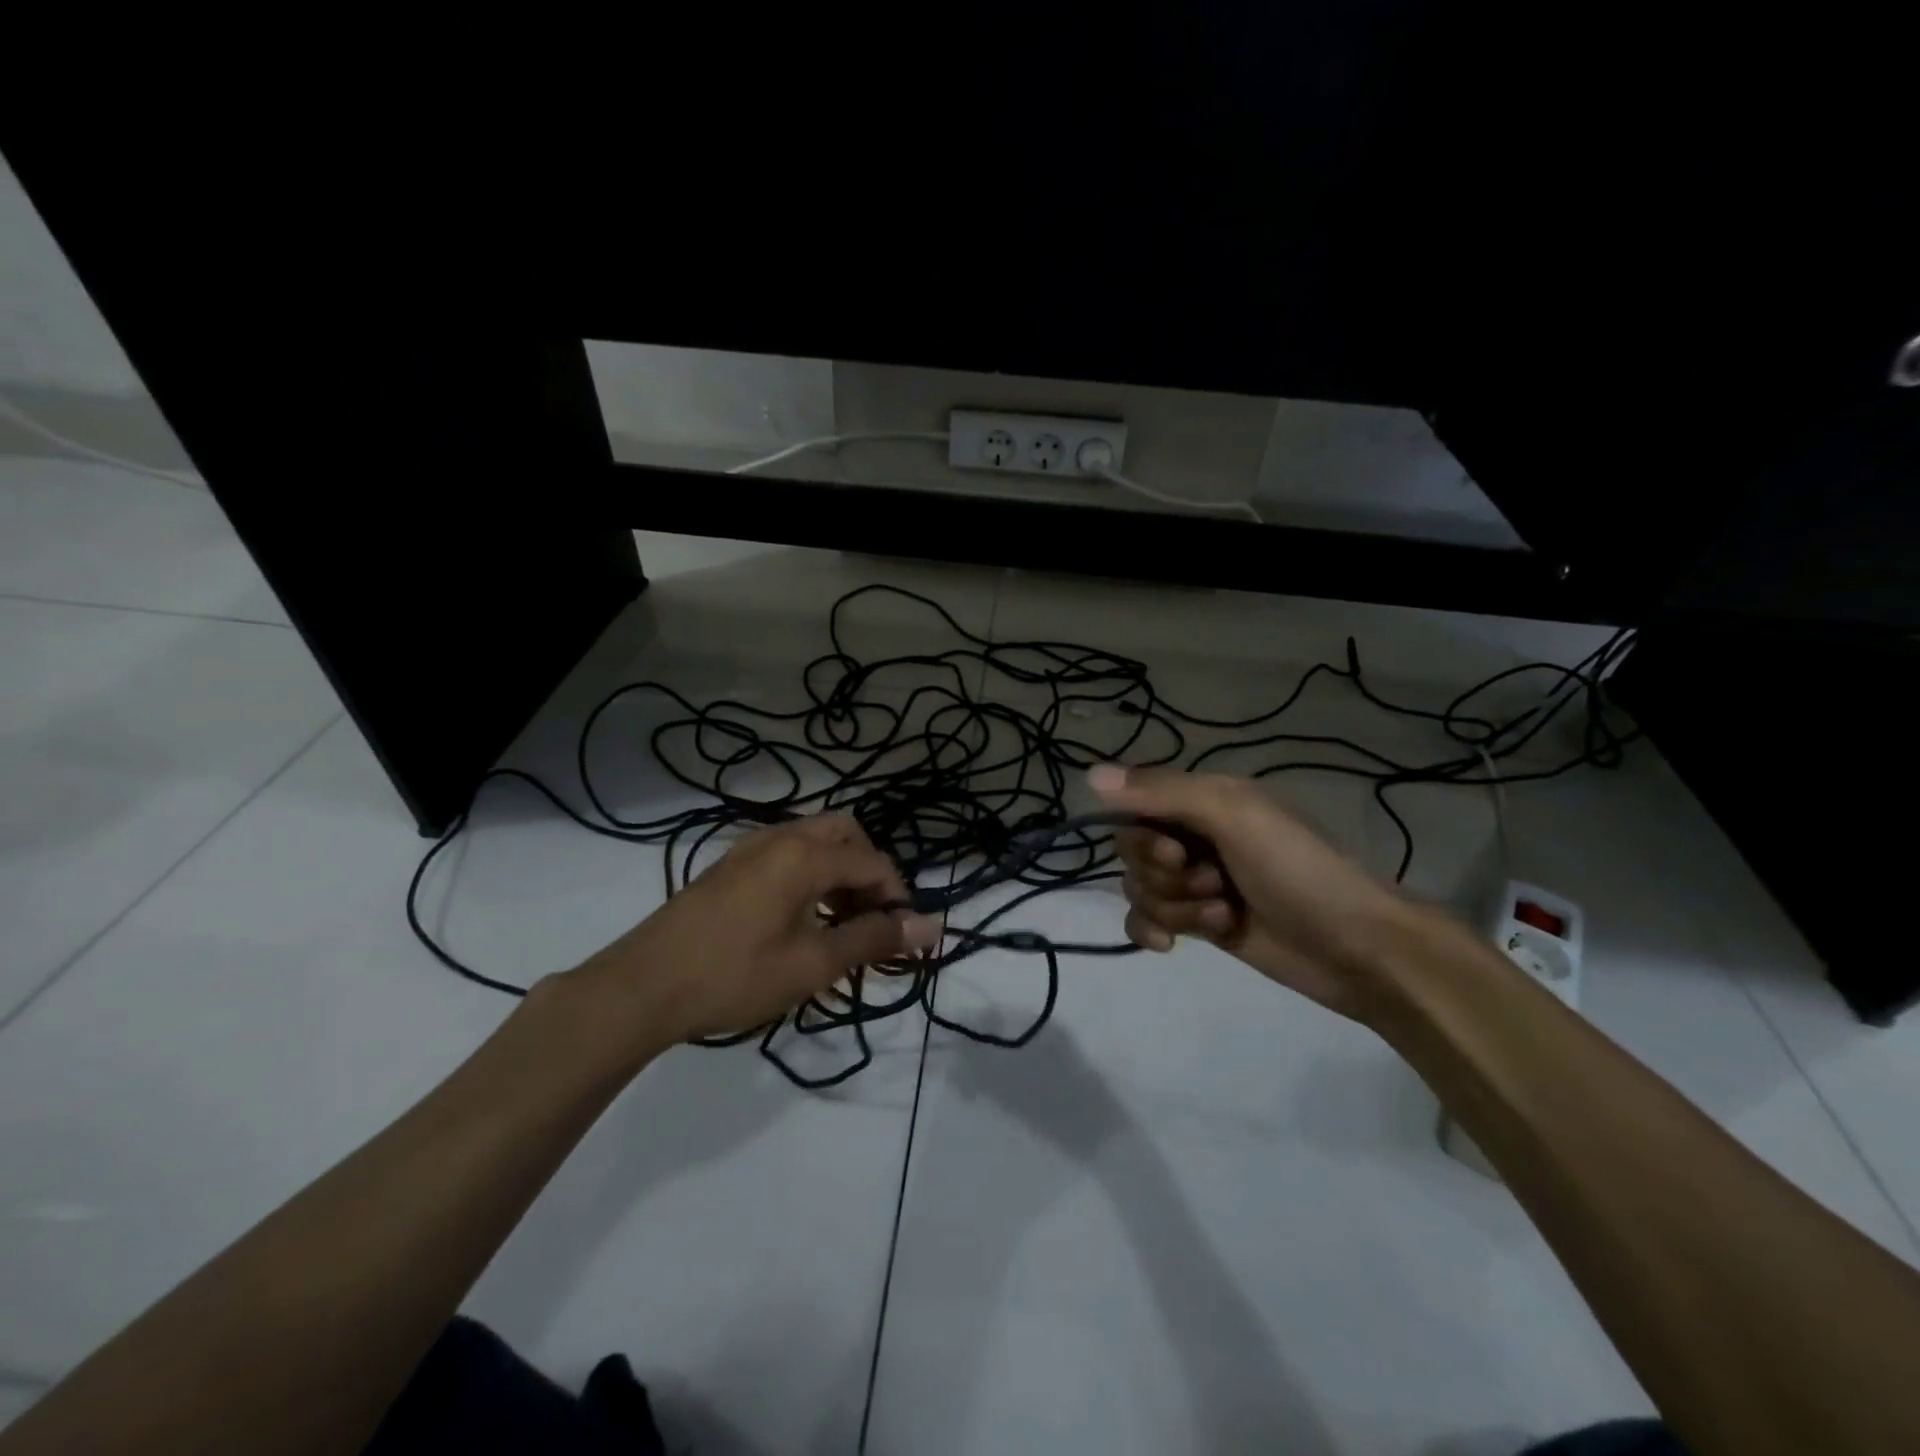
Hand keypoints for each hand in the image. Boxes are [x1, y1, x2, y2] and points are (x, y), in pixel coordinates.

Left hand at [568, 814, 940, 1049]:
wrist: (641, 988)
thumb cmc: (734, 976)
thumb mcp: (812, 964)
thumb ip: (874, 939)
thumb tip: (933, 927)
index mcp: (804, 855)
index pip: (873, 863)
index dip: (897, 898)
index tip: (901, 939)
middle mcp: (780, 837)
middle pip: (846, 834)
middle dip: (868, 871)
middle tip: (869, 918)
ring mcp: (749, 848)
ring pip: (814, 840)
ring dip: (839, 871)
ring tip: (838, 922)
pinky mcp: (729, 866)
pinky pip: (786, 852)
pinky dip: (809, 873)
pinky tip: (800, 919)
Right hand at [1089, 764, 1414, 1019]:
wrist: (1356, 949)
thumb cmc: (1298, 870)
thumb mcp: (1234, 816)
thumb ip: (1162, 793)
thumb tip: (1088, 775)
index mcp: (1204, 799)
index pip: (1135, 806)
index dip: (1144, 835)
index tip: (1177, 852)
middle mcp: (1194, 835)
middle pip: (1133, 852)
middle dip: (1165, 876)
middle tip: (1214, 883)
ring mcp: (1196, 882)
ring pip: (1141, 889)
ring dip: (1177, 908)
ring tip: (1225, 915)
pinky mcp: (1200, 923)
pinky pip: (1146, 921)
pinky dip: (1154, 931)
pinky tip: (1173, 946)